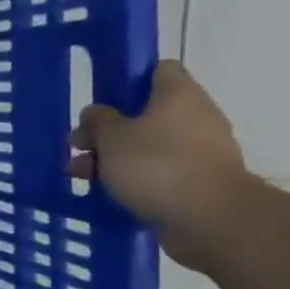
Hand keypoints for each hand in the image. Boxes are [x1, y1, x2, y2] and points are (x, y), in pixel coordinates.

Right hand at [67, 61, 254, 269]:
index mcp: (178, 95)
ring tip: (83, 177)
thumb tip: (98, 113)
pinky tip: (108, 193)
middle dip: (108, 131)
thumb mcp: (110, 137)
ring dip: (114, 158)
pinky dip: (134, 179)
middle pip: (145, 113)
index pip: (158, 69)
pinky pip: (159, 171)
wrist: (211, 219)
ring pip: (148, 145)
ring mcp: (201, 151)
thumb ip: (97, 120)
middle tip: (78, 147)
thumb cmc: (156, 165)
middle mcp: (196, 117)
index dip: (129, 78)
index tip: (102, 98)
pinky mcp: (200, 181)